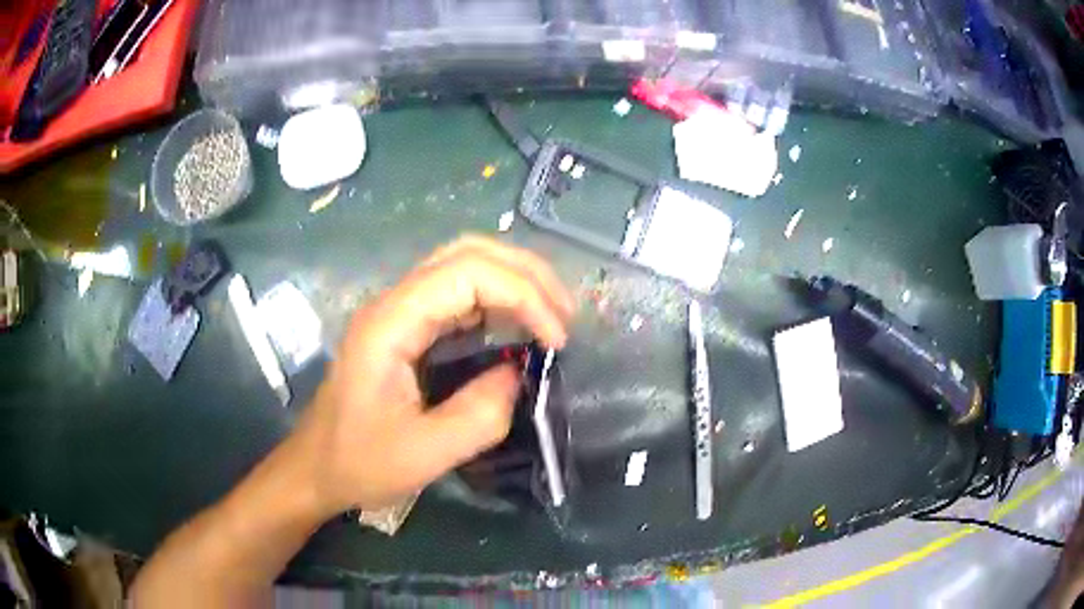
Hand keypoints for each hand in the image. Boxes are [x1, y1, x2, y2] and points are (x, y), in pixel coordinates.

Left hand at [293, 236, 574, 515]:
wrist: (316, 468)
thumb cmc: (359, 463)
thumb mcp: (425, 453)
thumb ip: (481, 415)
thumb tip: (521, 374)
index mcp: (390, 323)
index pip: (467, 273)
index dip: (523, 296)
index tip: (557, 341)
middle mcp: (393, 302)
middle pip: (467, 252)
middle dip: (525, 273)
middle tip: (565, 314)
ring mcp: (398, 311)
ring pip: (463, 265)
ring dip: (514, 280)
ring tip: (552, 315)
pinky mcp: (405, 327)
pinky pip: (456, 294)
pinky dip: (496, 300)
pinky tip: (517, 326)